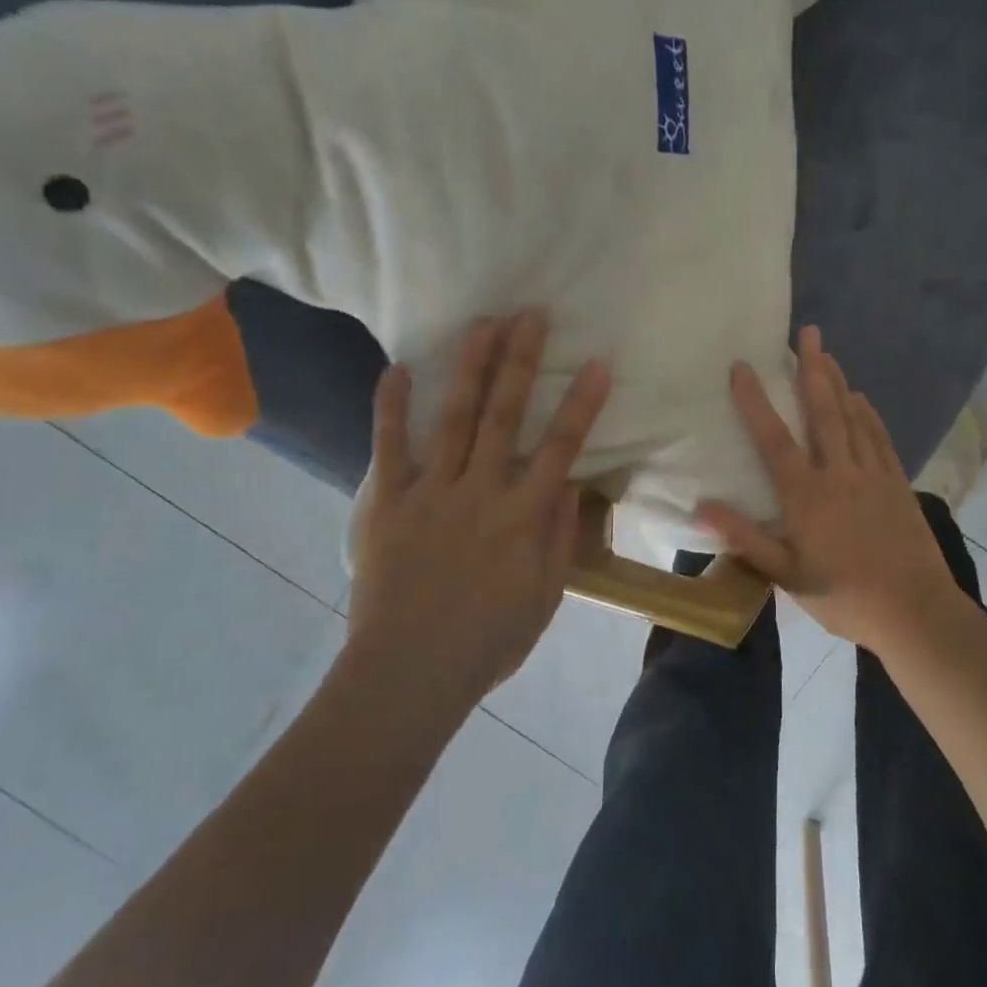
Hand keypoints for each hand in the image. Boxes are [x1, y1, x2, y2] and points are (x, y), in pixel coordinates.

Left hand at [344, 310, 610, 698]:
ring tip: (482, 323)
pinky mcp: (389, 501)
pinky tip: (398, 368)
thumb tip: (571, 484)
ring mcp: (432, 491)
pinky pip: (389, 447)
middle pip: (506, 415)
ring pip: (455, 417)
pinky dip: (392, 407)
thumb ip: (560, 537)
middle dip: (522, 361)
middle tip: (532, 314)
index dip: (582, 403)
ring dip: (470, 367)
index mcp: (523, 516)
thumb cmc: (487, 641)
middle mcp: (481, 490)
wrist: (409, 672)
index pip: (561, 448)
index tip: (597, 362)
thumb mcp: (545, 597)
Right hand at [699, 326, 963, 652]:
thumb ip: (746, 539)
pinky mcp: (897, 483)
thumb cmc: (844, 596)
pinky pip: (879, 437)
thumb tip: (702, 507)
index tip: (742, 366)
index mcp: (806, 495)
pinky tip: (861, 398)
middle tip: (807, 333)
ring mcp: (872, 475)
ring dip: (838, 382)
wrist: (915, 611)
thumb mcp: (787, 576)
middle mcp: (838, 473)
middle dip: (812, 369)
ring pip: (852, 417)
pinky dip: (868, 414)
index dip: (755, 401)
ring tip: (827, 353)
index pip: (774, 438)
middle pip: (822, 411)